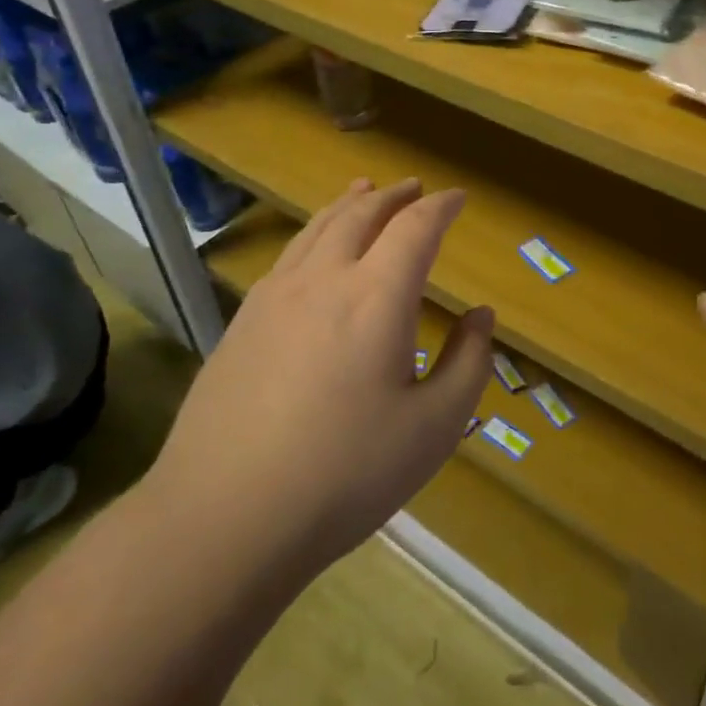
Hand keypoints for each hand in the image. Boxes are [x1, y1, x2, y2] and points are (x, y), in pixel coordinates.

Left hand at [147, 178, 491, 582]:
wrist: (224, 517)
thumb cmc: (345, 475)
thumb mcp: (433, 428)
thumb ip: (468, 364)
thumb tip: (481, 316)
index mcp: (376, 297)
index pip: (414, 228)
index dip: (440, 207)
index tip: (458, 197)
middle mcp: (323, 280)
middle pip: (360, 215)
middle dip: (393, 196)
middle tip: (414, 188)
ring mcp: (274, 298)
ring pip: (316, 228)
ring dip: (348, 204)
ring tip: (363, 191)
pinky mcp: (241, 323)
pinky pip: (287, 257)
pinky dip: (312, 234)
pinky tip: (313, 251)